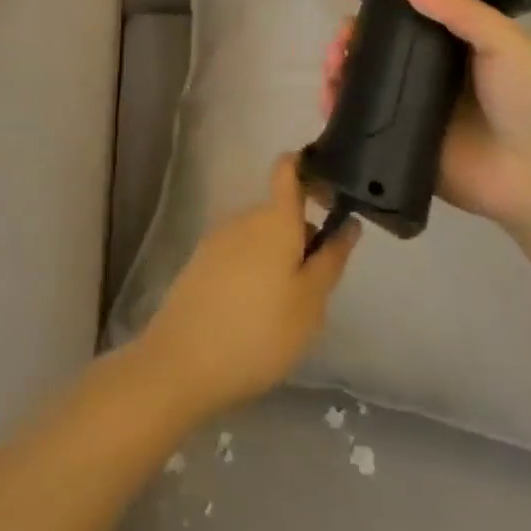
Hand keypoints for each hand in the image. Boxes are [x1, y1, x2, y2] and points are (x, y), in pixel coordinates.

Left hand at [139, 155, 360, 416]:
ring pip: (260, 237)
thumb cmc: (259, 331)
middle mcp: (243, 218)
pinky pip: (239, 255)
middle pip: (280, 213)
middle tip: (315, 290)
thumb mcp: (310, 302)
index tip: (331, 192)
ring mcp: (217, 239)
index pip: (288, 169)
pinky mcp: (199, 263)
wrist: (182, 362)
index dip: (309, 167)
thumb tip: (348, 223)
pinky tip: (254, 316)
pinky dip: (254, 273)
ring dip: (278, 260)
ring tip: (285, 312)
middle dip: (301, 239)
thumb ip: (331, 258)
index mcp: (274, 219)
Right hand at [322, 0, 530, 229]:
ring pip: (364, 81)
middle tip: (341, 38)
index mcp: (455, 46)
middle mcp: (429, 74)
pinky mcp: (399, 143)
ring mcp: (411, 110)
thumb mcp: (504, 42)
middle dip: (352, 37)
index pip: (409, 16)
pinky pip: (361, 121)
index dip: (381, 3)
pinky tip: (328, 95)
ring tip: (332, 64)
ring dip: (340, 67)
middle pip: (378, 48)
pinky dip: (338, 107)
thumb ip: (456, 8)